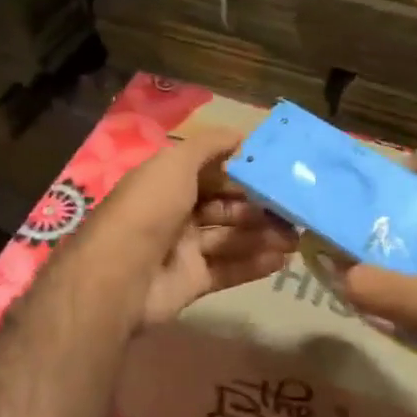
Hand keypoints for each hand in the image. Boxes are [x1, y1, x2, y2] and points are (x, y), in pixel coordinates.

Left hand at [78, 127, 297, 328]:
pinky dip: (254, 265)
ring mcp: (183, 249)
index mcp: (167, 182)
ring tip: (296, 237)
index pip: (212, 173)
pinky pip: (228, 269)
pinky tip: (282, 260)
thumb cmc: (150, 209)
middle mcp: (175, 213)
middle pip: (225, 206)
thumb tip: (242, 135)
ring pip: (230, 238)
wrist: (120, 275)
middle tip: (294, 210)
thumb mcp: (176, 163)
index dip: (242, 173)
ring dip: (263, 236)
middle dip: (259, 207)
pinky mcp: (192, 281)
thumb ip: (209, 146)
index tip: (277, 173)